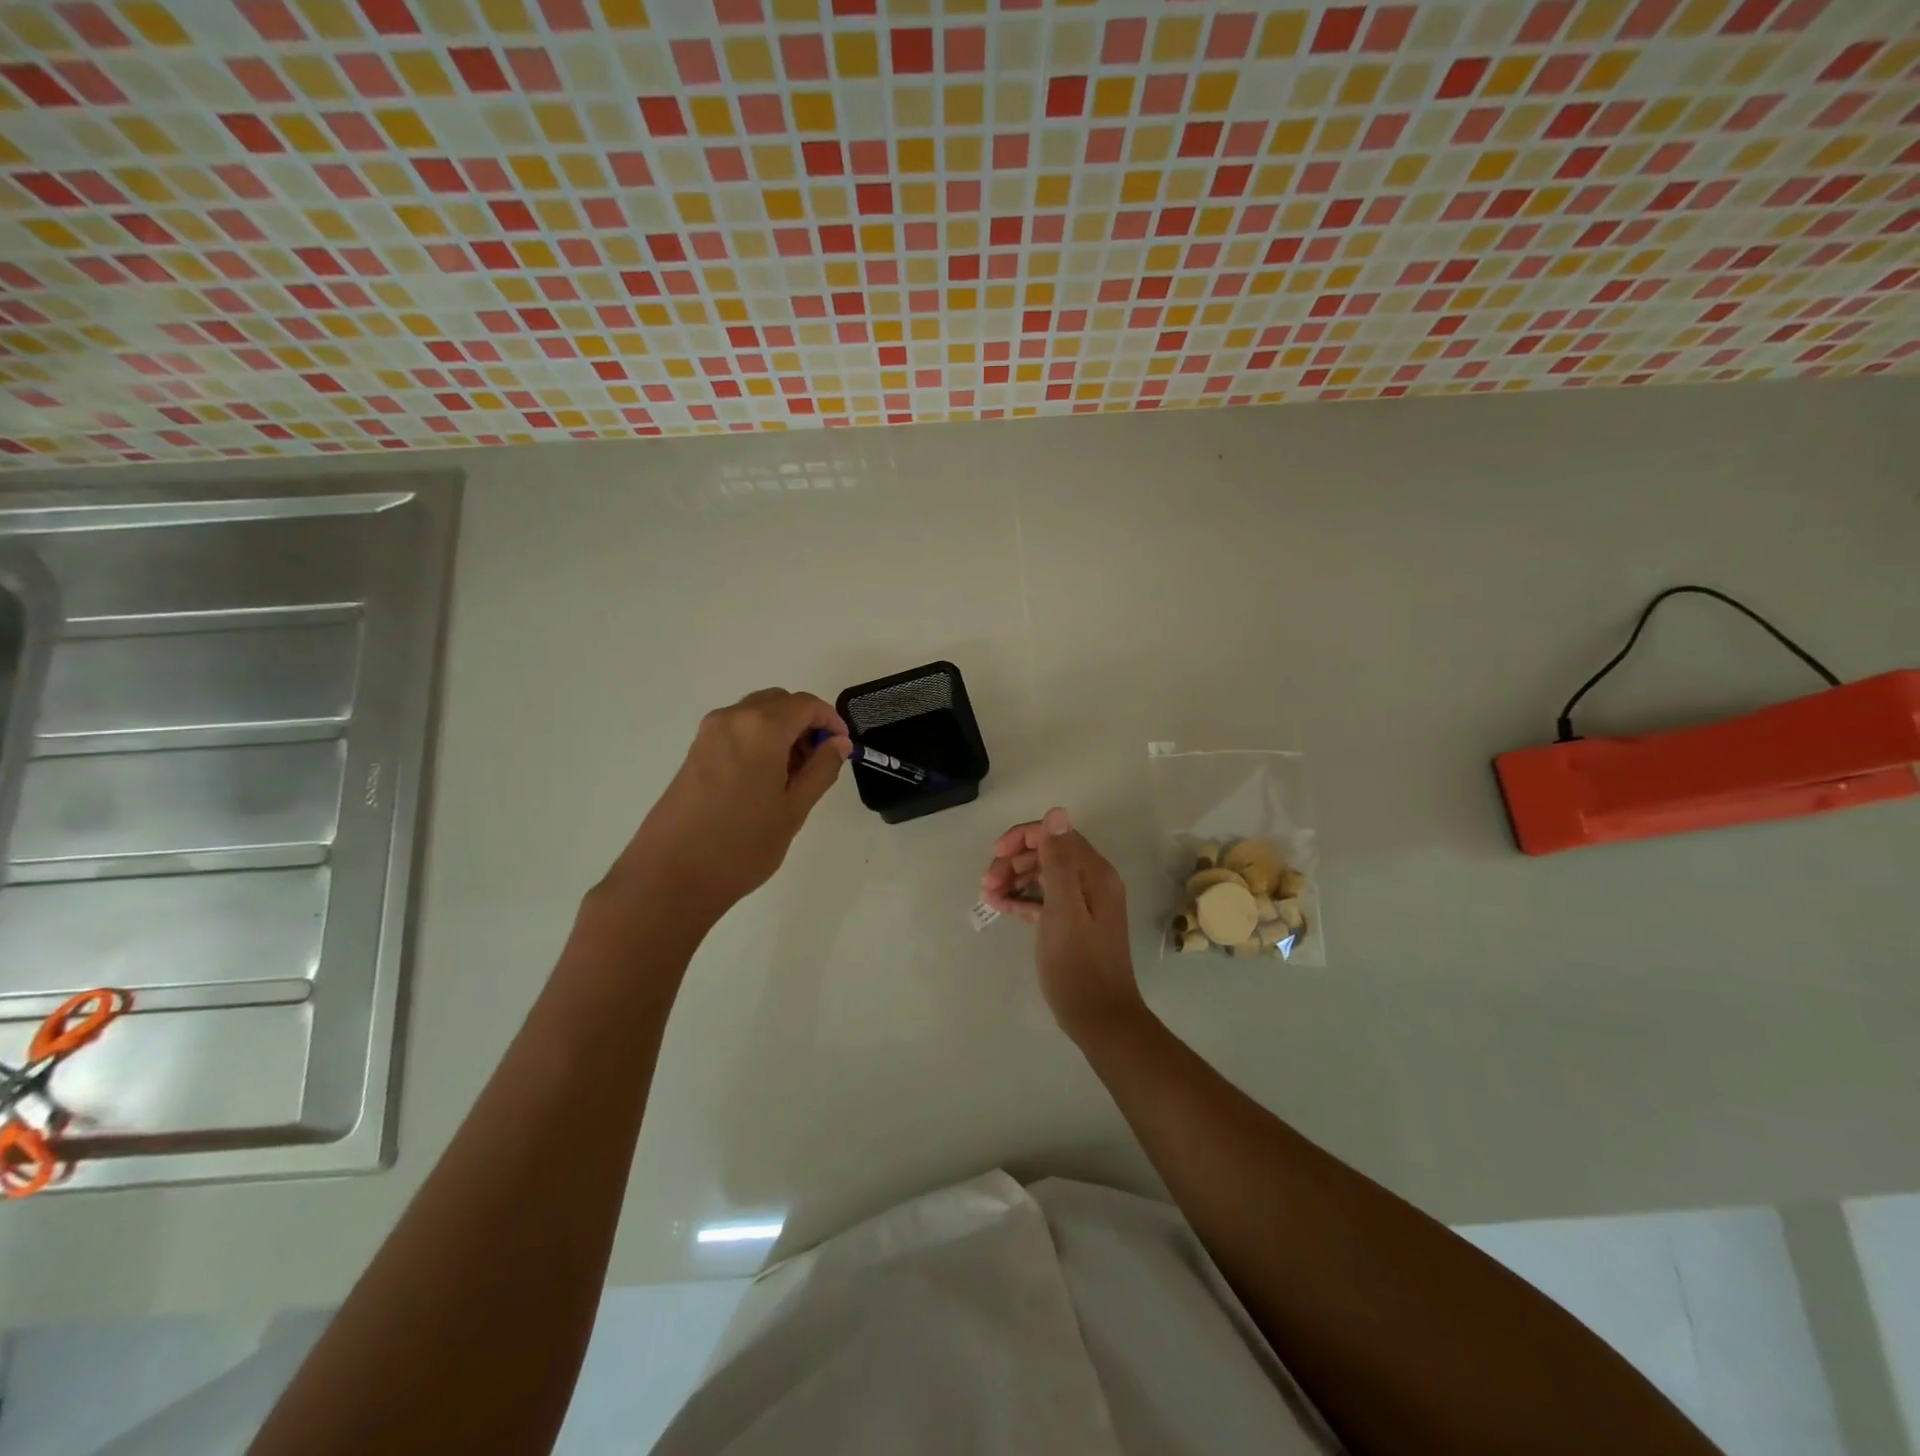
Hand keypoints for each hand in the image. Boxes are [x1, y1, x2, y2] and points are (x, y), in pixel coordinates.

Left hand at [592, 689, 850, 932]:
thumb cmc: (741, 845)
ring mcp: (708, 734)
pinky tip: (764, 781)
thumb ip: (821, 769)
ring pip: (756, 715)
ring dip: (781, 732)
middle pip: (779, 703)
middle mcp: (732, 719)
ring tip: (793, 776)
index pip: (805, 704)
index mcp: (760, 728)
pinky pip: (737, 731)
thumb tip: (838, 743)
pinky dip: (758, 741)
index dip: (830, 720)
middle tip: (819, 761)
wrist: (671, 876)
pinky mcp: (694, 752)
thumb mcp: (793, 809)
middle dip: (805, 723)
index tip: (842, 748)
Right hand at [982, 808, 1145, 1042]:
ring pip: (1043, 876)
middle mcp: (1092, 881)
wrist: (1100, 1018)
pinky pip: (1045, 899)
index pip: (1056, 835)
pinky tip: (1000, 908)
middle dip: (1014, 861)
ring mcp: (1084, 904)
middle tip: (986, 882)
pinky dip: (1023, 899)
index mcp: (1094, 873)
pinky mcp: (1074, 924)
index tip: (994, 854)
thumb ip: (1058, 861)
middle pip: (1048, 853)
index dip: (1022, 838)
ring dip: (1014, 879)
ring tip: (988, 896)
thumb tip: (1057, 813)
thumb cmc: (1078, 964)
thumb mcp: (1063, 909)